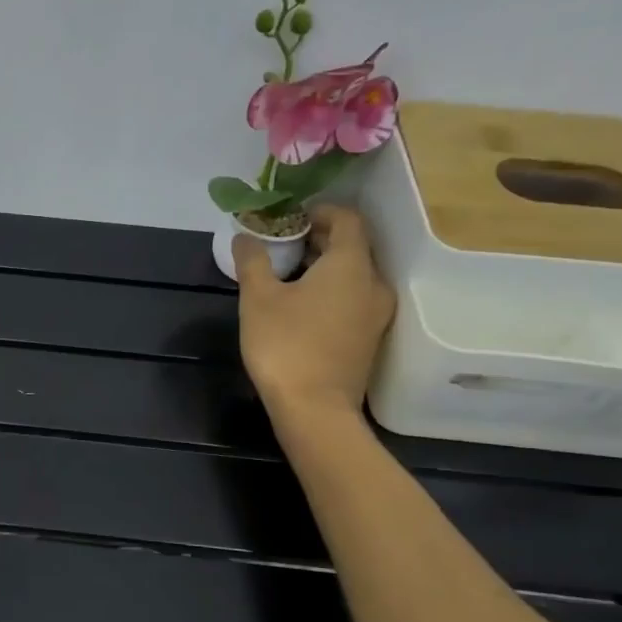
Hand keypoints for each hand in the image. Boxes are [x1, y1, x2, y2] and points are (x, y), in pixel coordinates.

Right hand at [234, 204, 394, 419]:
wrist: (315, 410)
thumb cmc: (285, 345)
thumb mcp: (258, 298)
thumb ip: (253, 261)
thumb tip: (245, 236)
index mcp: (351, 265)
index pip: (347, 219)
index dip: (320, 211)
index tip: (290, 218)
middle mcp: (373, 284)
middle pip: (353, 247)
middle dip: (319, 239)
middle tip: (283, 244)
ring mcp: (377, 314)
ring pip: (354, 275)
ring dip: (325, 267)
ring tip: (289, 274)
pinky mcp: (370, 339)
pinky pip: (354, 299)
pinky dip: (332, 291)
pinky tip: (302, 305)